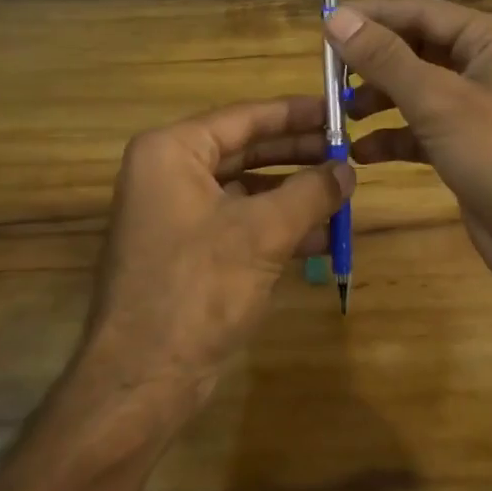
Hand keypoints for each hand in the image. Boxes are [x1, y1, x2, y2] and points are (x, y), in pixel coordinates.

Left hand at [79, 97, 353, 417]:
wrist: (144, 380)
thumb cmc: (199, 287)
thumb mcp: (263, 232)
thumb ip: (310, 192)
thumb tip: (347, 170)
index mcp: (172, 152)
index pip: (244, 117)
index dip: (295, 114)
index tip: (338, 111)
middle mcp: (168, 174)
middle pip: (245, 150)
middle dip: (298, 155)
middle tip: (346, 152)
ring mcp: (175, 215)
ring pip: (246, 189)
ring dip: (294, 194)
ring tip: (343, 193)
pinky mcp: (187, 251)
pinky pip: (239, 223)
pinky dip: (278, 226)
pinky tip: (322, 237)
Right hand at [324, 0, 491, 303]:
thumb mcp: (439, 101)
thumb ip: (385, 58)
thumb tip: (336, 18)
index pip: (422, 12)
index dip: (373, 16)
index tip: (325, 24)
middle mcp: (485, 66)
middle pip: (417, 49)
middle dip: (373, 62)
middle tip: (328, 74)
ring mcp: (477, 109)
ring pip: (416, 90)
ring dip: (378, 100)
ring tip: (340, 112)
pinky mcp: (467, 147)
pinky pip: (421, 129)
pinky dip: (393, 137)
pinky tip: (362, 152)